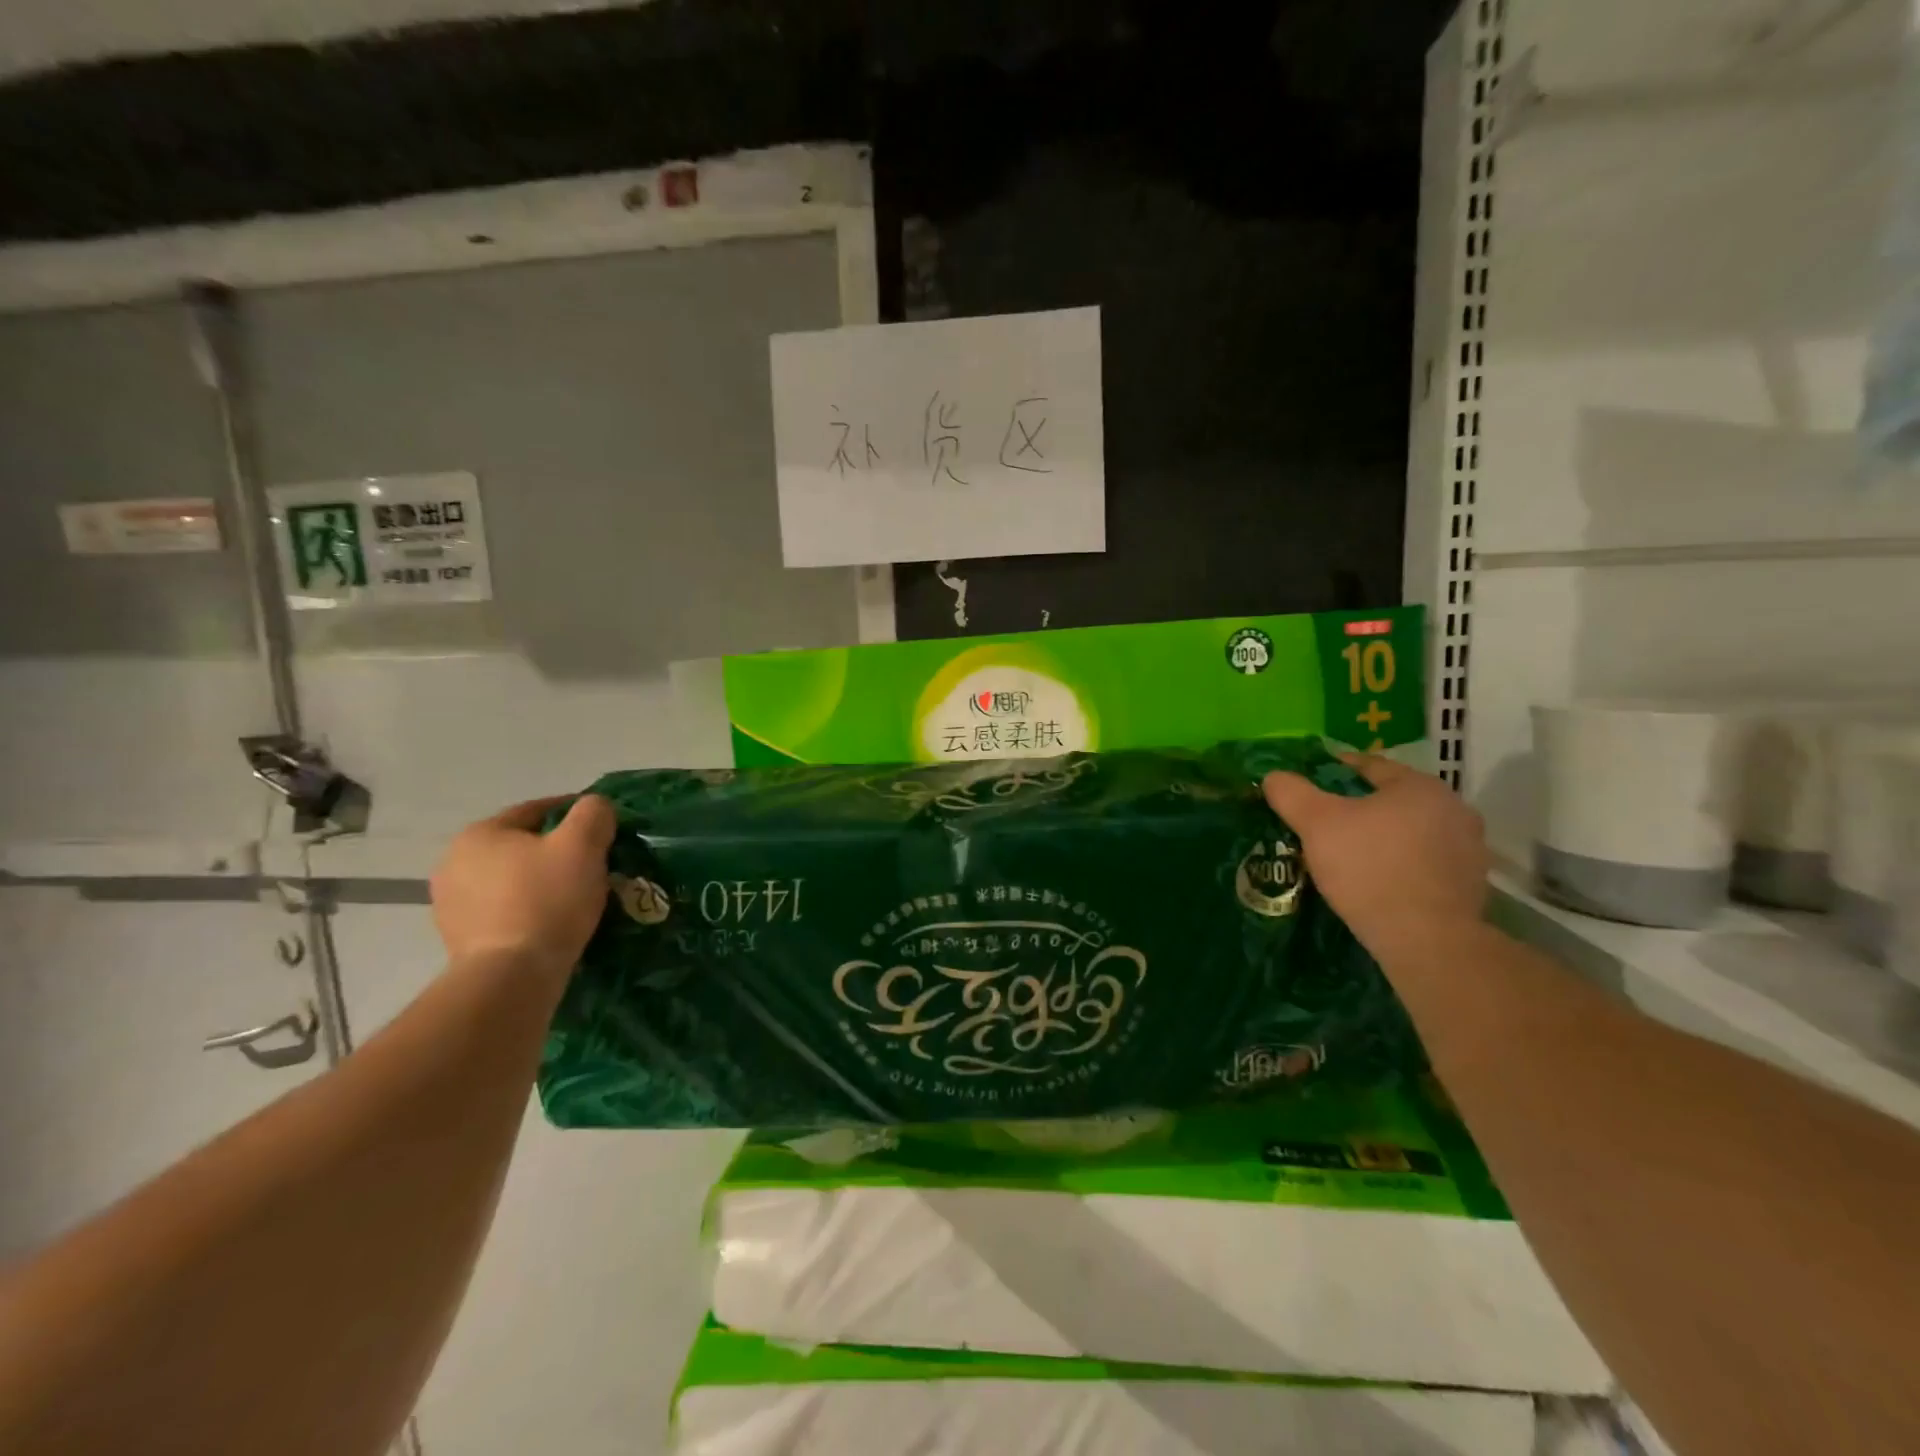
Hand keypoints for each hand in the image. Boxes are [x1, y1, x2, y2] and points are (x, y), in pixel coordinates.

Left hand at [430, 796, 616, 979]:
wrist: (511, 977)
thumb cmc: (546, 900)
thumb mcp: (582, 844)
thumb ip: (593, 813)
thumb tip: (595, 808)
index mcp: (479, 834)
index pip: (537, 810)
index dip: (576, 814)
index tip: (605, 828)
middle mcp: (454, 863)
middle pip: (523, 846)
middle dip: (558, 851)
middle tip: (595, 864)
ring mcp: (452, 904)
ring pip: (514, 880)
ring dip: (543, 882)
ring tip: (579, 896)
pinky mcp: (460, 939)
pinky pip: (505, 911)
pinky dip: (530, 909)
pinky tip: (555, 922)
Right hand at [1263, 754, 1488, 956]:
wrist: (1426, 940)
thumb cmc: (1369, 867)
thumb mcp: (1316, 823)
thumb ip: (1291, 793)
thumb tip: (1274, 777)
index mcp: (1419, 786)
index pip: (1368, 766)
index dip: (1330, 770)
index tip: (1305, 784)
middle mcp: (1452, 808)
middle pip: (1390, 799)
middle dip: (1356, 807)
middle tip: (1321, 822)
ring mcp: (1468, 848)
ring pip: (1408, 831)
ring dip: (1380, 836)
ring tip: (1346, 854)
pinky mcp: (1470, 884)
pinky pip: (1422, 861)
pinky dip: (1398, 863)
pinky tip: (1374, 880)